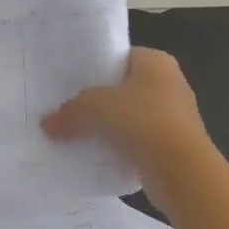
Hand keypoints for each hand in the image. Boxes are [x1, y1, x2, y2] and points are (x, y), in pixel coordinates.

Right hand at [42, 47, 217, 214]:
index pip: (120, 56)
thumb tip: (46, 125)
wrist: (182, 172)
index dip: (94, 66)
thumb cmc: (143, 122)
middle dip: (98, 99)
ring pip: (129, 116)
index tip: (69, 80)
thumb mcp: (95, 108)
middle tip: (66, 106)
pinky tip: (95, 155)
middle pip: (123, 87)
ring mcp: (174, 117)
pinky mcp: (172, 147)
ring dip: (108, 126)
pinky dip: (119, 147)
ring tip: (74, 132)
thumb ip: (69, 112)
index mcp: (156, 62)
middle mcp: (169, 84)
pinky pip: (137, 141)